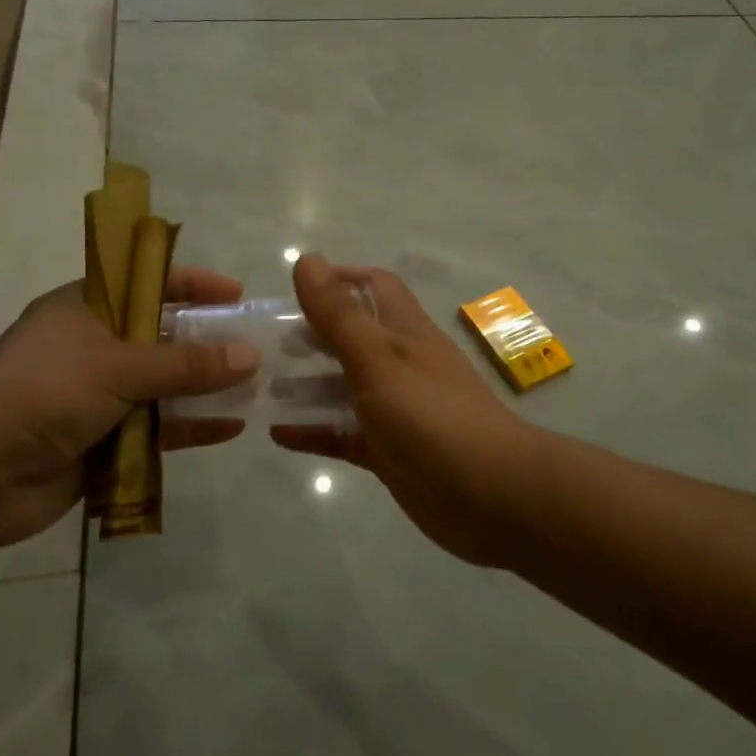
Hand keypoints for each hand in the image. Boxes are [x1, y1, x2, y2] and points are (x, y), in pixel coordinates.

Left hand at [0, 268, 260, 553]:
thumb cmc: (45, 392)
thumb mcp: (120, 366)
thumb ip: (186, 362)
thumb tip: (250, 354)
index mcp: (85, 309)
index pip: (146, 282)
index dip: (193, 284)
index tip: (236, 294)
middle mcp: (93, 347)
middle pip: (161, 336)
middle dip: (207, 341)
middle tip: (255, 345)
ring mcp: (98, 397)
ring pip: (163, 386)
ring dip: (204, 387)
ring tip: (255, 386)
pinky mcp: (103, 442)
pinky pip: (156, 429)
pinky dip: (190, 427)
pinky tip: (230, 427)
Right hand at [272, 255, 534, 565]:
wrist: (493, 496)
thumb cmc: (432, 417)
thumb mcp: (378, 360)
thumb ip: (340, 314)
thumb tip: (307, 259)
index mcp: (405, 332)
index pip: (374, 287)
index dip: (339, 279)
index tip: (294, 291)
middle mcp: (401, 365)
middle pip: (354, 337)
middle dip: (314, 335)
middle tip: (268, 345)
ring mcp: (396, 410)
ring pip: (345, 388)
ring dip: (308, 385)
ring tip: (262, 386)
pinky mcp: (390, 452)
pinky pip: (345, 435)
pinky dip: (315, 431)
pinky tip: (278, 434)